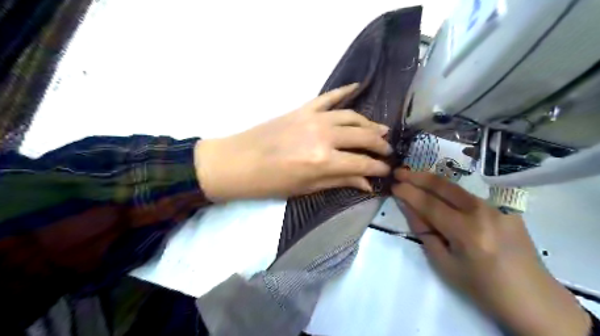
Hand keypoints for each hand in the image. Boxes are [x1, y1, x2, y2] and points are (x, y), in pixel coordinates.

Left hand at [195, 83, 391, 199]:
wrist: (238, 162)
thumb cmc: (271, 182)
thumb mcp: (306, 188)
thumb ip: (339, 181)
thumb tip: (366, 183)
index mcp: (324, 161)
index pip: (362, 163)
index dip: (378, 168)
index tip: (387, 171)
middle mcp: (324, 136)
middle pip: (362, 136)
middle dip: (379, 145)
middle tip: (388, 151)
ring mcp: (313, 118)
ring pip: (351, 116)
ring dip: (369, 123)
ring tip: (380, 130)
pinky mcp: (303, 108)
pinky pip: (329, 97)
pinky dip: (344, 91)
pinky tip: (358, 87)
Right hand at [392, 169, 591, 335]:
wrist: (531, 297)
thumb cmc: (481, 286)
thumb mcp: (443, 263)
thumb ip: (424, 231)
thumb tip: (408, 206)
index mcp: (466, 232)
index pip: (429, 204)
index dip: (408, 192)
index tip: (393, 184)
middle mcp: (483, 212)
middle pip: (443, 186)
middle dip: (417, 176)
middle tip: (399, 171)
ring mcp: (497, 207)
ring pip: (456, 187)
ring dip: (432, 180)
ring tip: (413, 175)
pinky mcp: (506, 207)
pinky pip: (470, 195)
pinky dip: (449, 191)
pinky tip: (438, 191)